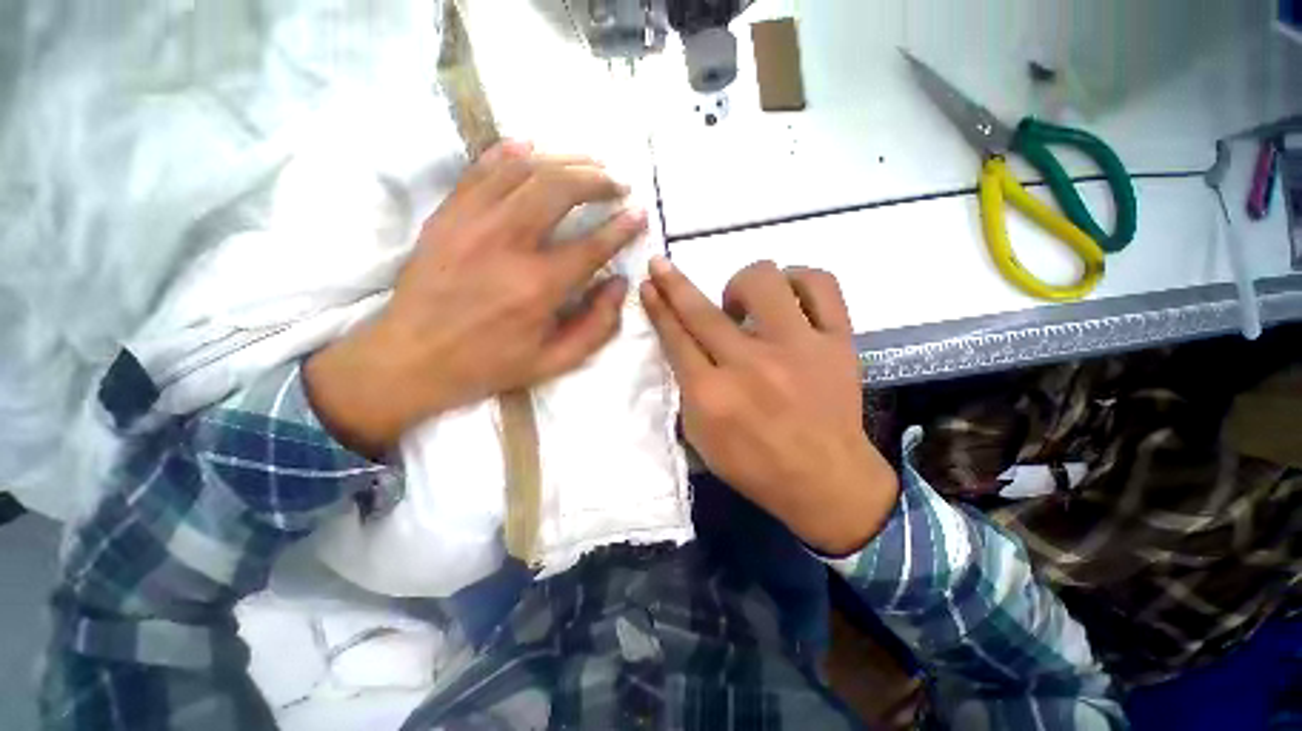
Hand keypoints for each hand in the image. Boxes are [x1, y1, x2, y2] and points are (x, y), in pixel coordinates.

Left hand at [305, 141, 647, 456]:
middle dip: (596, 180)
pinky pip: (480, 170)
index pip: (592, 245)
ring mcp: (471, 223)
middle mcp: (507, 244)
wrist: (412, 359)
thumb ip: (597, 325)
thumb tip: (620, 283)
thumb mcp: (555, 361)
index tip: (640, 213)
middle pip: (559, 190)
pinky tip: (531, 147)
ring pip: (523, 170)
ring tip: (588, 164)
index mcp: (538, 287)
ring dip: (563, 161)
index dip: (622, 227)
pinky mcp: (446, 215)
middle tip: (616, 183)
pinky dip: (509, 153)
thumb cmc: (490, 364)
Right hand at [640, 258, 898, 554]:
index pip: (676, 338)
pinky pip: (820, 285)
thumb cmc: (755, 465)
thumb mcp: (702, 438)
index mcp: (713, 396)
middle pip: (704, 311)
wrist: (825, 480)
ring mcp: (799, 349)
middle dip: (675, 282)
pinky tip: (788, 297)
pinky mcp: (838, 342)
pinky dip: (798, 280)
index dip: (659, 307)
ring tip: (744, 304)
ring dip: (742, 283)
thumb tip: (682, 343)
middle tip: (664, 266)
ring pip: (764, 281)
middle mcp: (751, 366)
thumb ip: (687, 389)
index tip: (650, 283)